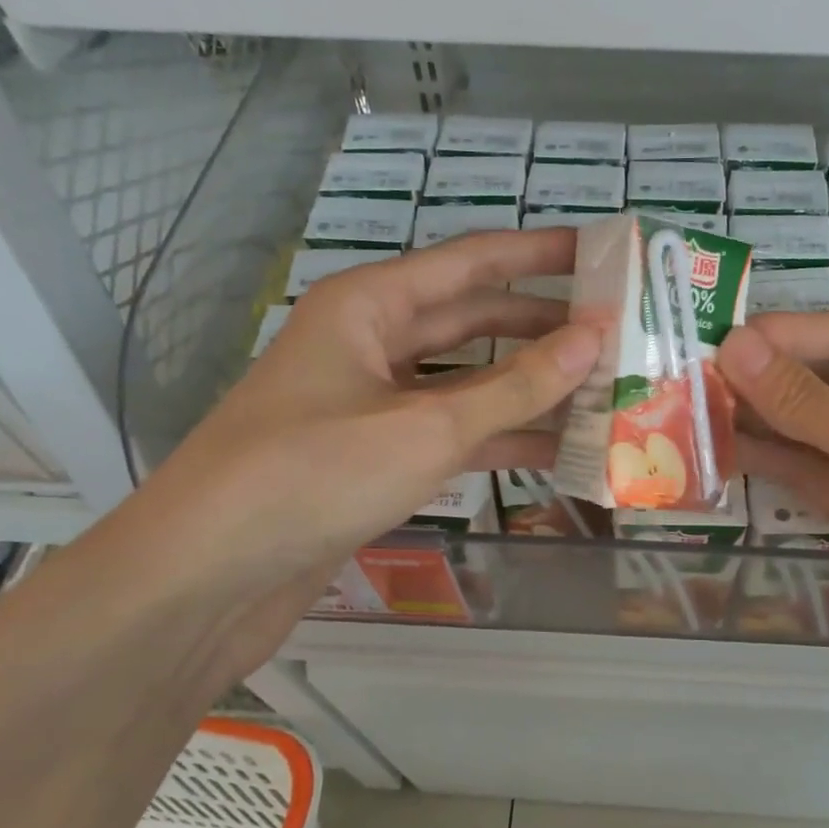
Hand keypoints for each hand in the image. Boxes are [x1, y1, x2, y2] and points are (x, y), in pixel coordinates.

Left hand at [104, 229, 597, 678]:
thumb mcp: (426, 427)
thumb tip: (594, 339)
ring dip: (529, 389)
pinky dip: (499, 439)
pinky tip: (556, 451)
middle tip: (618, 334)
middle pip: (474, 321)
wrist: (209, 576)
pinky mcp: (375, 456)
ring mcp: (373, 403)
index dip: (540, 252)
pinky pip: (451, 432)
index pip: (472, 261)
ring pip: (467, 382)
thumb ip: (516, 386)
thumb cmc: (312, 476)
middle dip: (544, 326)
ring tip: (603, 392)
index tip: (603, 251)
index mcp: (370, 306)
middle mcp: (371, 343)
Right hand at [718, 312, 828, 764]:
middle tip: (694, 379)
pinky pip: (828, 483)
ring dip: (768, 424)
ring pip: (825, 436)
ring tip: (697, 415)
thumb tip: (735, 347)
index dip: (785, 335)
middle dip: (770, 380)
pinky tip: (733, 458)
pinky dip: (785, 470)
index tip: (716, 342)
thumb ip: (809, 400)